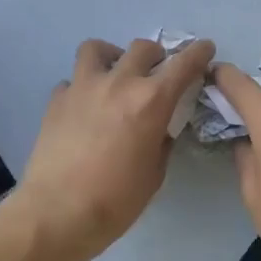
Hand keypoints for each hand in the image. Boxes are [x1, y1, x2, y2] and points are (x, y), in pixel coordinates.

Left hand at [15, 37, 214, 260]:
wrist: (57, 213)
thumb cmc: (116, 201)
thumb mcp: (154, 174)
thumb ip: (161, 141)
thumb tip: (159, 128)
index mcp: (151, 101)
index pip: (183, 64)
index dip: (198, 53)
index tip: (204, 48)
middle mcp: (118, 83)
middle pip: (142, 47)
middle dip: (156, 55)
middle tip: (156, 72)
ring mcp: (83, 87)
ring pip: (97, 48)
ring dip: (111, 56)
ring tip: (113, 74)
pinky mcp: (56, 99)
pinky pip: (72, 80)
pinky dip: (82, 87)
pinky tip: (84, 107)